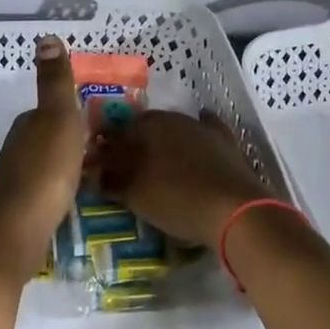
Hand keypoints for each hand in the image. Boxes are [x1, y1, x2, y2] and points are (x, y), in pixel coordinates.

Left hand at [0, 36, 83, 283]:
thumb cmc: (43, 171)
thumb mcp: (58, 118)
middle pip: (48, 135)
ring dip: (65, 163)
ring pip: (46, 162)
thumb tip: (46, 36)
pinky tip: (72, 199)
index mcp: (28, 123)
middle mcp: (18, 147)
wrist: (15, 232)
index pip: (52, 109)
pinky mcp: (21, 209)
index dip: (73, 112)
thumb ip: (54, 82)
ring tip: (94, 172)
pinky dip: (59, 188)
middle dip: (71, 138)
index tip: (100, 120)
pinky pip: (46, 188)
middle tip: (105, 146)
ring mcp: (17, 179)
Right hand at [88, 109, 272, 249]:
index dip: (104, 149)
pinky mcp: (224, 141)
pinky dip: (194, 138)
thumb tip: (94, 172)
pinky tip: (192, 145)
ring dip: (161, 142)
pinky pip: (205, 131)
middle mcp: (171, 119)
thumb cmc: (177, 200)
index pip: (115, 133)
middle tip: (123, 165)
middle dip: (131, 144)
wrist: (234, 209)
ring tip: (155, 163)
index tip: (95, 165)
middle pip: (143, 129)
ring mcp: (200, 128)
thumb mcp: (136, 195)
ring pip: (172, 130)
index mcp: (145, 127)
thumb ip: (112, 181)